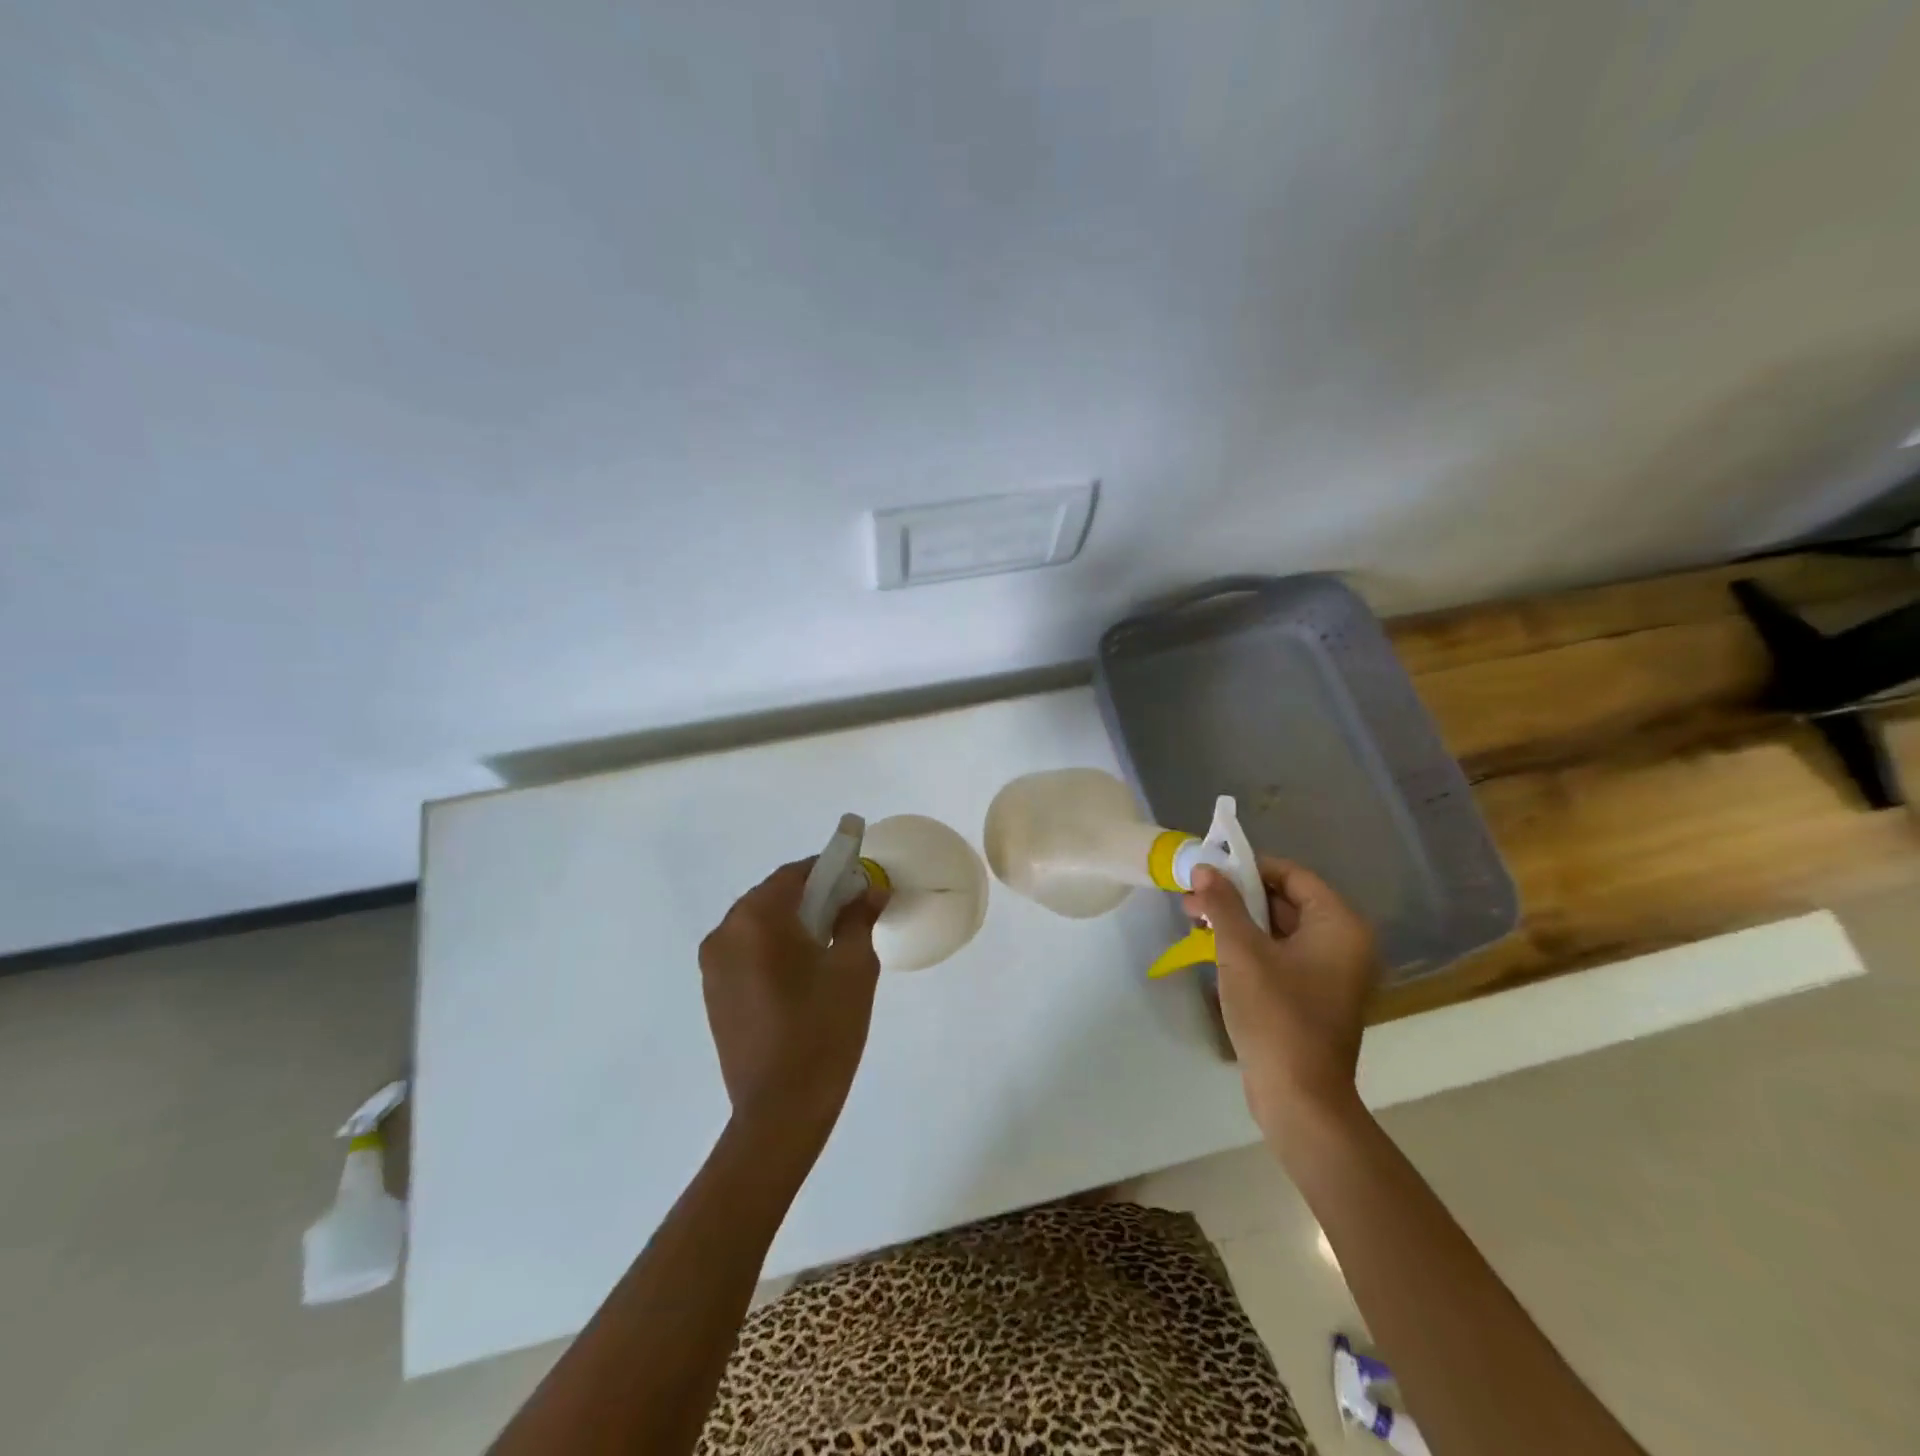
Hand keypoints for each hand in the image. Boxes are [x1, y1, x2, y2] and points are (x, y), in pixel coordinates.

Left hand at [698, 859, 889, 1146]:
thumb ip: (859, 918)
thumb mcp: (854, 968)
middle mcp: (725, 932)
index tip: (859, 882)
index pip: (795, 874)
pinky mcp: (713, 991)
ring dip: (793, 922)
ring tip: (829, 946)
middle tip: (851, 914)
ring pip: (758, 923)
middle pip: (773, 896)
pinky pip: (746, 950)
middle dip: (812, 896)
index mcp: (756, 919)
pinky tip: (802, 973)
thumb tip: (871, 888)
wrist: (779, 1110)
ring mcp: (712, 964)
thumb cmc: (823, 1031)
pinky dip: (774, 946)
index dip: (830, 870)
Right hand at [1184, 858, 1377, 1150]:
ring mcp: (1330, 973)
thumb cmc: (1276, 1016)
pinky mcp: (1313, 996)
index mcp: (1339, 926)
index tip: (1210, 869)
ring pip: (1279, 929)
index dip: (1249, 867)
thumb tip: (1205, 868)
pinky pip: (1280, 955)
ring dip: (1238, 920)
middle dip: (1236, 895)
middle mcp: (1343, 944)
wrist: (1298, 1098)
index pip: (1293, 875)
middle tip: (1193, 895)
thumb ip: (1223, 904)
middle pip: (1285, 901)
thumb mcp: (1242, 952)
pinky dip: (1249, 946)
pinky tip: (1212, 946)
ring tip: (1193, 917)